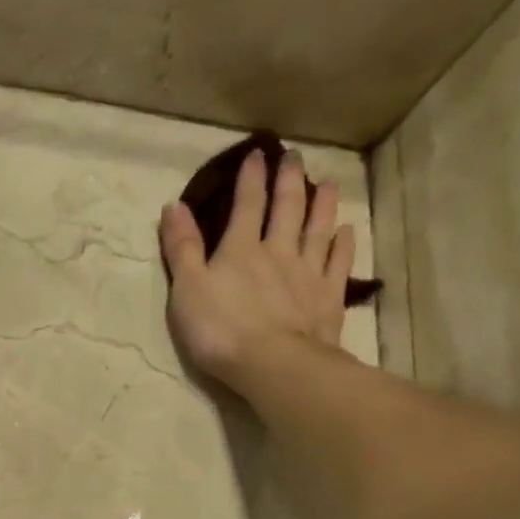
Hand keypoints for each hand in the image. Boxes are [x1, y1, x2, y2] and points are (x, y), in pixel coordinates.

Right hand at [159, 148, 355, 391]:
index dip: (250, 179)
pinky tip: (346, 231)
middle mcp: (278, 252)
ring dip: (322, 205)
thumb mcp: (187, 289)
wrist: (272, 364)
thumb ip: (181, 248)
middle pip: (287, 209)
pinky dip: (342, 244)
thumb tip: (173, 205)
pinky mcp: (328, 298)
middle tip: (294, 157)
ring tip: (327, 184)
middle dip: (288, 181)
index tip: (257, 154)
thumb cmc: (220, 330)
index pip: (247, 205)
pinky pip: (338, 263)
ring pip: (317, 230)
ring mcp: (308, 274)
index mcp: (240, 249)